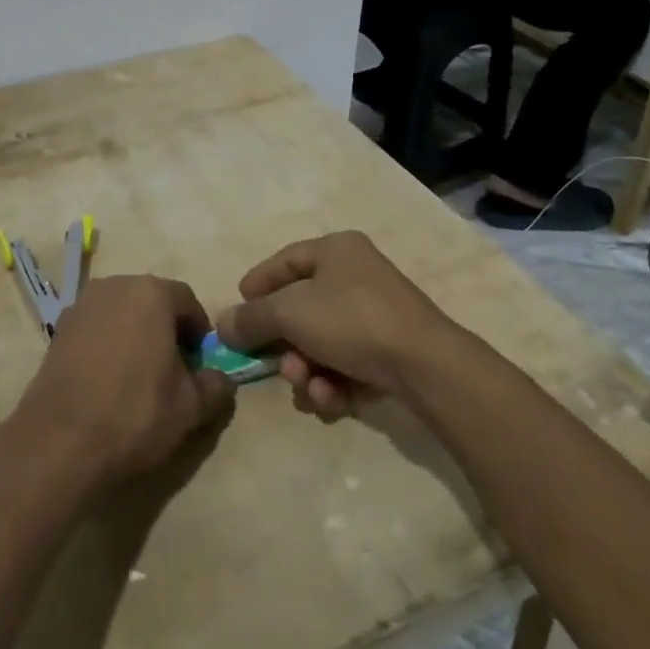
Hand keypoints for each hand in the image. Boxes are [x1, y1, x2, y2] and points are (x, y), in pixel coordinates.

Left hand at [11, 275, 234, 493]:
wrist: (61, 441)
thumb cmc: (136, 413)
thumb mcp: (192, 407)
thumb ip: (216, 386)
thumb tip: (220, 379)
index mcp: (150, 293)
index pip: (187, 301)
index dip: (199, 332)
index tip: (200, 364)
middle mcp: (114, 286)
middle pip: (151, 301)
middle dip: (166, 330)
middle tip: (173, 371)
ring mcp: (81, 305)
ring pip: (121, 313)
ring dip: (135, 335)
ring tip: (139, 378)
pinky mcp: (58, 329)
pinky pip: (96, 329)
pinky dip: (107, 345)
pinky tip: (108, 382)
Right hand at [216, 232, 459, 422]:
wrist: (426, 365)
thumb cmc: (351, 321)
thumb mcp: (290, 313)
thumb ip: (252, 318)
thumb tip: (223, 325)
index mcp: (336, 250)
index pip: (285, 261)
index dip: (258, 284)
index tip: (238, 309)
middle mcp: (358, 275)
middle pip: (303, 308)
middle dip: (284, 342)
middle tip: (272, 364)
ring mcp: (378, 313)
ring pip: (323, 341)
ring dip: (307, 367)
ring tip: (307, 387)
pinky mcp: (392, 350)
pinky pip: (348, 362)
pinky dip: (335, 381)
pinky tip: (333, 398)